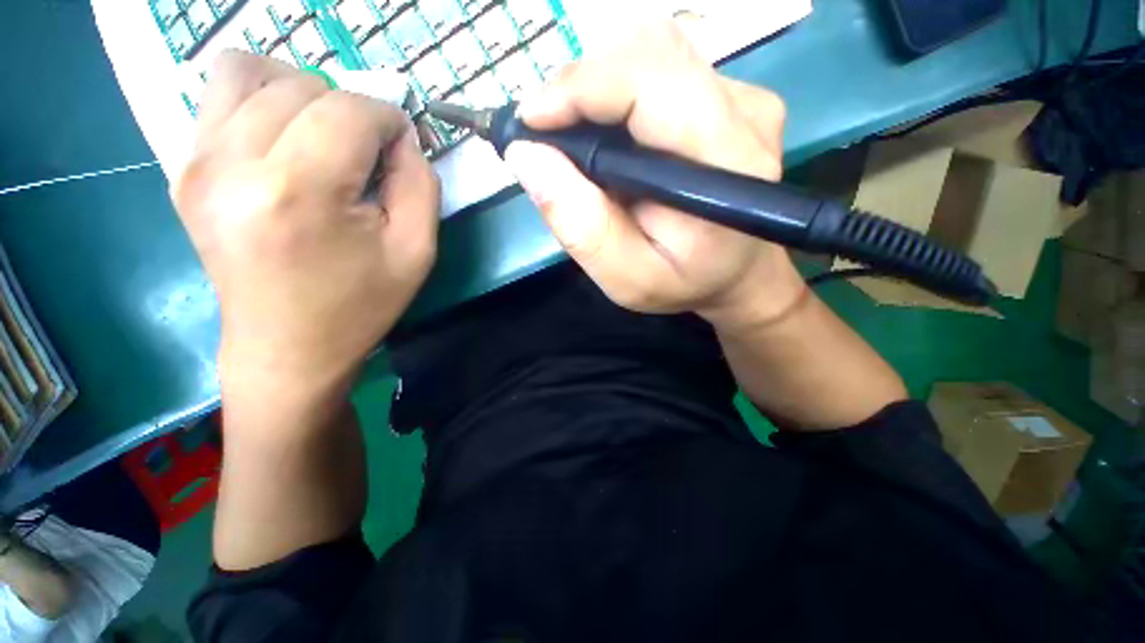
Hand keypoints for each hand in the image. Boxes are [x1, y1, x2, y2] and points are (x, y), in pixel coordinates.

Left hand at [172, 52, 439, 399]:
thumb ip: (420, 184)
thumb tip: (402, 137)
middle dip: (351, 111)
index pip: (349, 111)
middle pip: (302, 86)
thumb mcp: (416, 251)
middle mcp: (231, 164)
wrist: (287, 348)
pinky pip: (219, 97)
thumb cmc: (360, 306)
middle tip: (368, 155)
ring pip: (249, 71)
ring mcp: (195, 163)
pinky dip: (260, 100)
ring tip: (324, 137)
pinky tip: (285, 143)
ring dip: (301, 93)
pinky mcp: (182, 170)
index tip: (404, 147)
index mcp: (298, 194)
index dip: (389, 119)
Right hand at [505, 23, 804, 327]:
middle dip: (582, 85)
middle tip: (549, 132)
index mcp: (724, 165)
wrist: (735, 273)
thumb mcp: (627, 279)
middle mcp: (744, 114)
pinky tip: (614, 138)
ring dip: (599, 89)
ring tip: (579, 139)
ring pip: (653, 54)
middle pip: (648, 52)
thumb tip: (527, 157)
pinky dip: (621, 95)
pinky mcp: (733, 97)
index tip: (531, 121)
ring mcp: (743, 99)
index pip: (650, 82)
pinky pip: (664, 71)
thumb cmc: (684, 284)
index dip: (580, 88)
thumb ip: (583, 229)